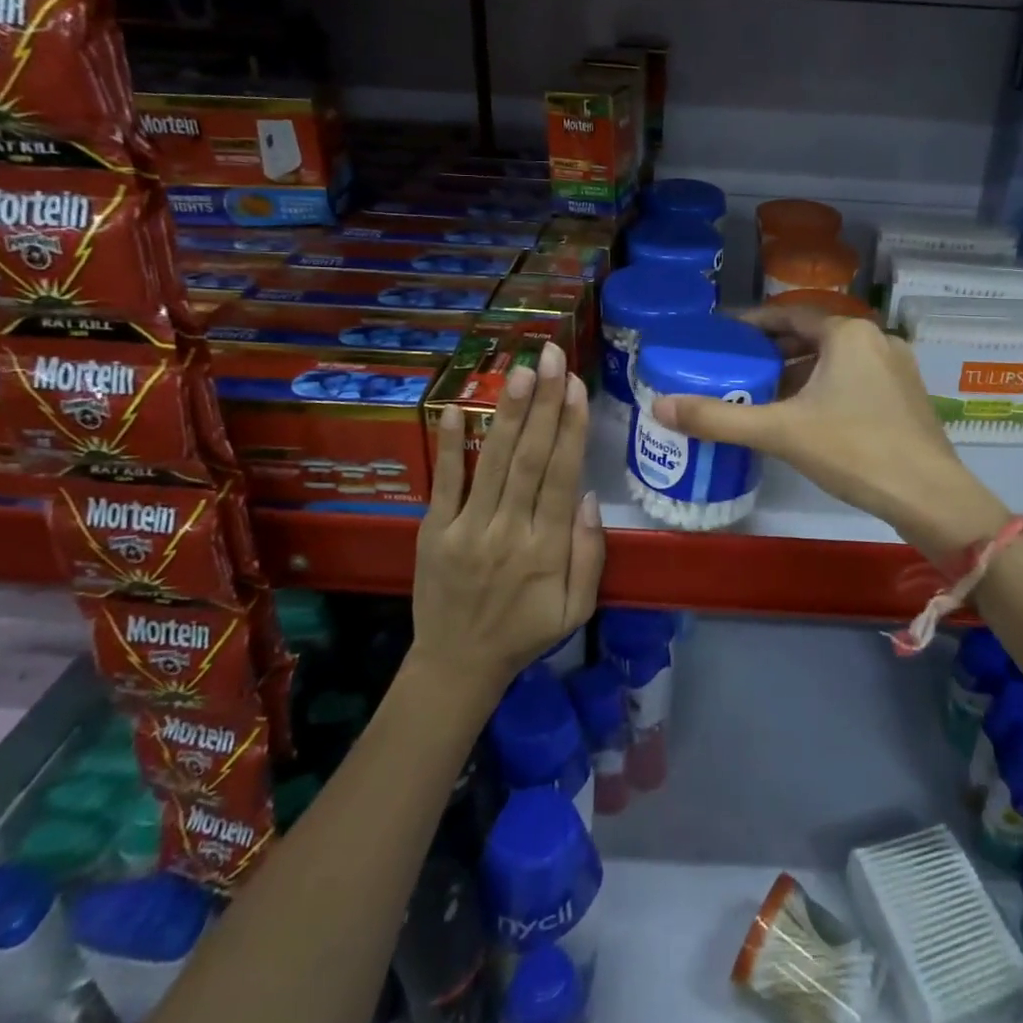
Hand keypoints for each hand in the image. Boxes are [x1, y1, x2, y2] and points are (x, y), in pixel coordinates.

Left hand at [413, 341, 604, 697]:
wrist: (456, 666)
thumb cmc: (525, 632)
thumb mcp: (576, 609)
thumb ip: (589, 555)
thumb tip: (589, 496)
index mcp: (546, 549)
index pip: (562, 476)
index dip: (570, 428)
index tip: (577, 386)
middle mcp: (508, 531)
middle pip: (530, 458)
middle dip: (544, 403)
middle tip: (552, 356)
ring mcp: (466, 529)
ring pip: (492, 462)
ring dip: (507, 413)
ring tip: (521, 370)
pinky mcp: (433, 532)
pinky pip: (443, 483)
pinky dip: (449, 445)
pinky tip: (454, 408)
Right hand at [651, 303, 1009, 560]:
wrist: (930, 497)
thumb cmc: (853, 451)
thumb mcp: (779, 432)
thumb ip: (719, 418)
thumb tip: (659, 406)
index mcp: (847, 334)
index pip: (790, 315)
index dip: (754, 322)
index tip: (725, 334)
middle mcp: (875, 340)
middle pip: (813, 336)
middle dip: (775, 350)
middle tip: (738, 366)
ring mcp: (897, 368)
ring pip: (836, 360)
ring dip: (800, 372)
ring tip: (764, 392)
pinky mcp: (907, 397)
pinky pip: (855, 379)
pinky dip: (825, 388)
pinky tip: (806, 416)